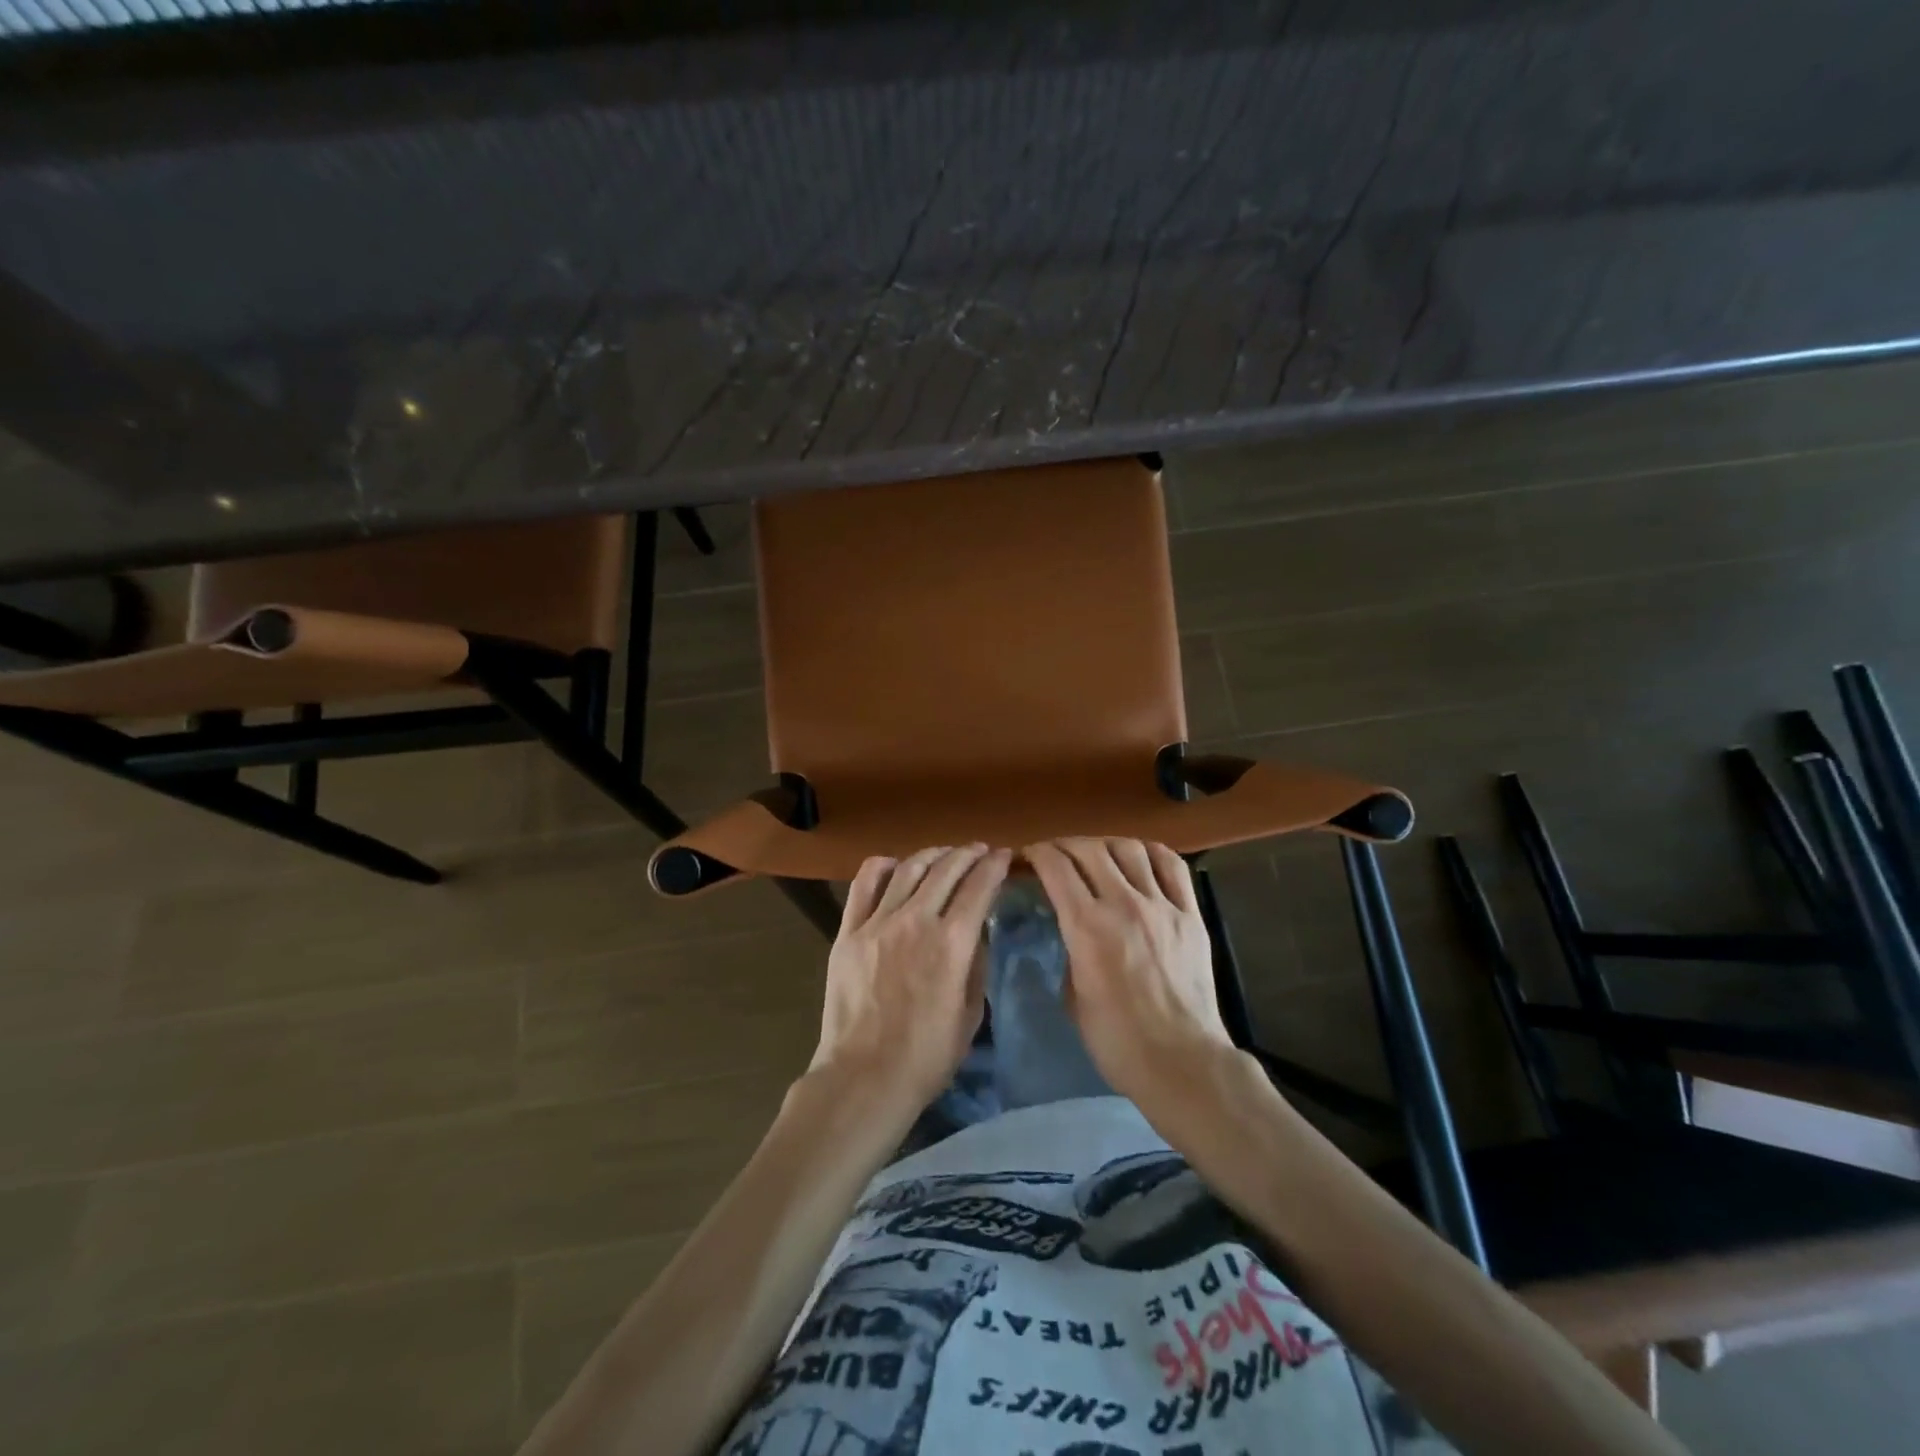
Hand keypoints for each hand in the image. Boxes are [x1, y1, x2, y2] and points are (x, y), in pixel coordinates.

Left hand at [811, 844, 1011, 1108]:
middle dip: (968, 854)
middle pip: (946, 869)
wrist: (865, 1077)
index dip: (995, 866)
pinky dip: (883, 866)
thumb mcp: (970, 1014)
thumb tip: (975, 933)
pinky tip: (895, 865)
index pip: (979, 887)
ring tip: (945, 854)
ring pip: (909, 869)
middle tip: (979, 851)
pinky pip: (864, 884)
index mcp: (952, 943)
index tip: (1004, 855)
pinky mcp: (849, 931)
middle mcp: (917, 921)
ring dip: (933, 855)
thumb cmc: (926, 1056)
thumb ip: (976, 965)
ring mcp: (878, 922)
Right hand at [1024, 838, 1231, 1099]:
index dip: (1036, 853)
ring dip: (1105, 845)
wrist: (1182, 1062)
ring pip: (1130, 849)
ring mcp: (1161, 906)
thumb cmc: (1117, 1041)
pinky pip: (1172, 866)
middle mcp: (1123, 904)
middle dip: (1065, 845)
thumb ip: (1070, 950)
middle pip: (1089, 849)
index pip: (1056, 867)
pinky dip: (1151, 852)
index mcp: (1087, 927)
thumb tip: (1072, 928)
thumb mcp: (1073, 996)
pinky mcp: (1191, 915)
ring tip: (1096, 855)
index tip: (1027, 857)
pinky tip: (1140, 857)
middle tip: (1055, 855)